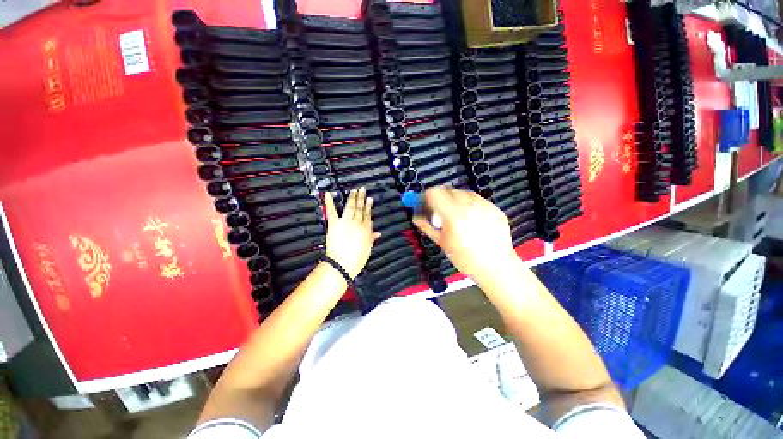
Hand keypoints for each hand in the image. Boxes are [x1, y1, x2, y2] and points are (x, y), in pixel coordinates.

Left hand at [323, 187, 379, 278]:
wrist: (343, 264)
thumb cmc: (356, 259)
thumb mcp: (368, 249)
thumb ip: (372, 238)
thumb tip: (378, 233)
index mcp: (366, 229)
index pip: (368, 215)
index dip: (368, 206)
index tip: (369, 199)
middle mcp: (357, 223)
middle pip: (360, 208)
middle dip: (361, 198)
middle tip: (362, 189)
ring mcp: (346, 222)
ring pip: (350, 207)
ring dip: (352, 197)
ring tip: (353, 190)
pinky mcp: (334, 224)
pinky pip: (332, 211)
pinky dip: (329, 202)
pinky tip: (328, 194)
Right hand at [412, 186, 517, 280]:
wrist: (496, 266)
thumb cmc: (465, 258)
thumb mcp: (442, 243)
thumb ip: (427, 227)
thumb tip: (416, 217)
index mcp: (453, 215)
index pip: (434, 193)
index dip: (426, 196)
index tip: (425, 203)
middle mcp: (469, 205)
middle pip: (448, 190)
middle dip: (440, 197)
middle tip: (439, 211)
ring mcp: (484, 205)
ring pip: (463, 193)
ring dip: (455, 199)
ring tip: (456, 216)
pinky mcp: (494, 208)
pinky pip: (477, 199)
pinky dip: (469, 204)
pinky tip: (471, 219)